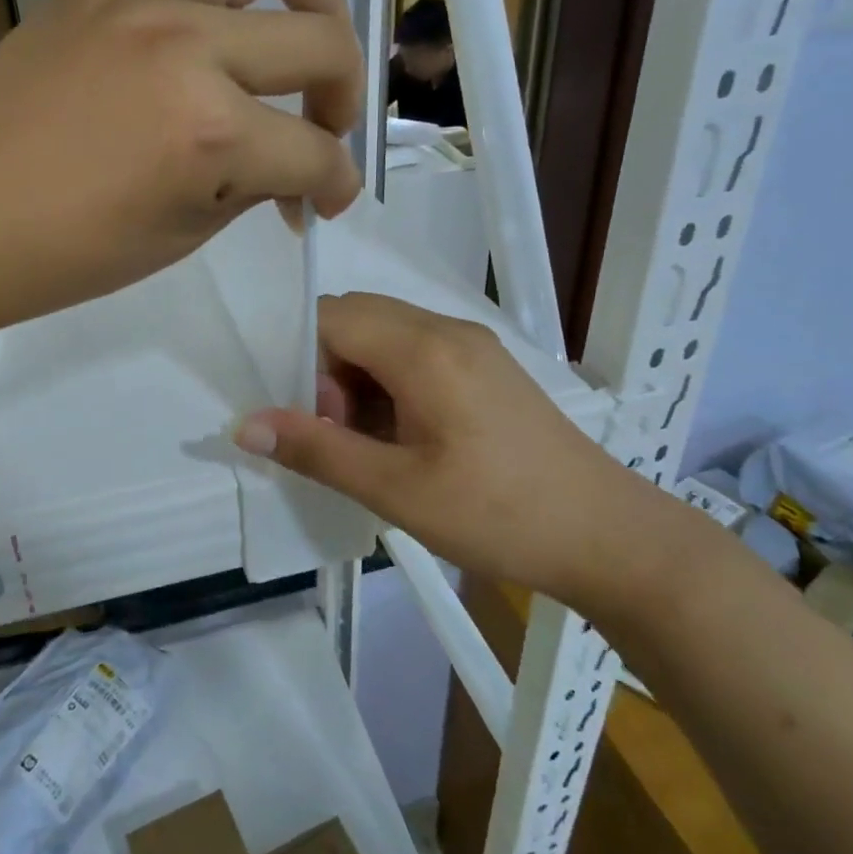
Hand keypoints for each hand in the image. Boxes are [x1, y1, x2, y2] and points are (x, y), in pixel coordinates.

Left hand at [0, 0, 367, 337]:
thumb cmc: (67, 251)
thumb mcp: (182, 232)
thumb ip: (254, 180)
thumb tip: (298, 164)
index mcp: (208, 132)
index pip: (310, 151)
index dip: (332, 185)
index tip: (324, 205)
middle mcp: (188, 41)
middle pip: (318, 39)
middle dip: (342, 92)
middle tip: (324, 125)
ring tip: (329, 12)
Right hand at [235, 293, 675, 615]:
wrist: (608, 537)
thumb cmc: (499, 515)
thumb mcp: (397, 490)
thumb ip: (317, 450)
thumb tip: (244, 426)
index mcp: (425, 348)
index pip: (332, 316)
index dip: (303, 361)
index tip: (312, 422)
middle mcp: (448, 330)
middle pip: (357, 320)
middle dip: (328, 371)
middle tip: (340, 437)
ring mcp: (472, 347)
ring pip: (385, 338)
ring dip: (359, 381)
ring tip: (371, 446)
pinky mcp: (486, 369)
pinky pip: (417, 356)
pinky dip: (390, 387)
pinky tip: (403, 441)